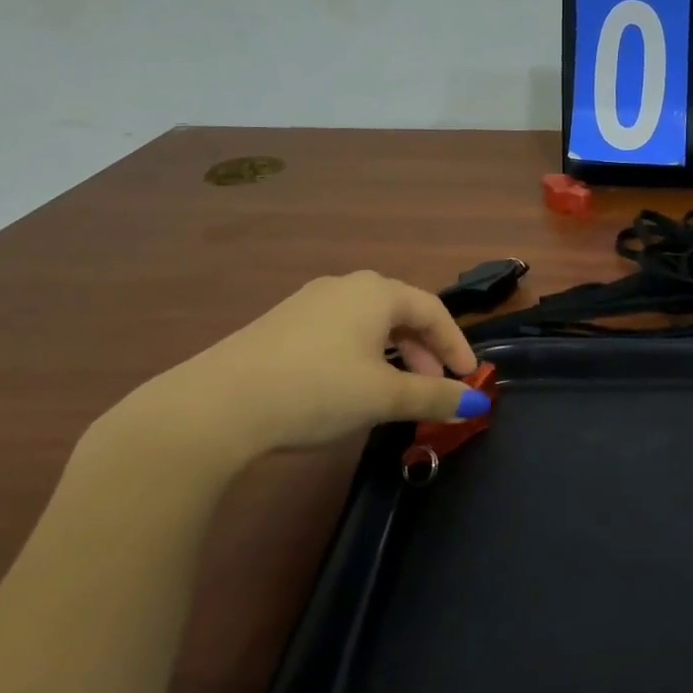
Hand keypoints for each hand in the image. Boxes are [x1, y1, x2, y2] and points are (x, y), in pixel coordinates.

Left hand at [122, 271, 486, 473]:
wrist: (216, 405)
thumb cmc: (316, 390)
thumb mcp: (383, 397)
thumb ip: (434, 397)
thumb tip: (476, 402)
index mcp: (376, 292)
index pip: (433, 310)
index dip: (456, 344)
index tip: (468, 378)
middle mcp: (345, 286)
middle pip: (400, 313)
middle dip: (424, 351)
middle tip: (435, 387)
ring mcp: (309, 302)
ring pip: (368, 323)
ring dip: (393, 354)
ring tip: (395, 391)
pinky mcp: (282, 324)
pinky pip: (339, 331)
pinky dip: (361, 355)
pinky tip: (350, 386)